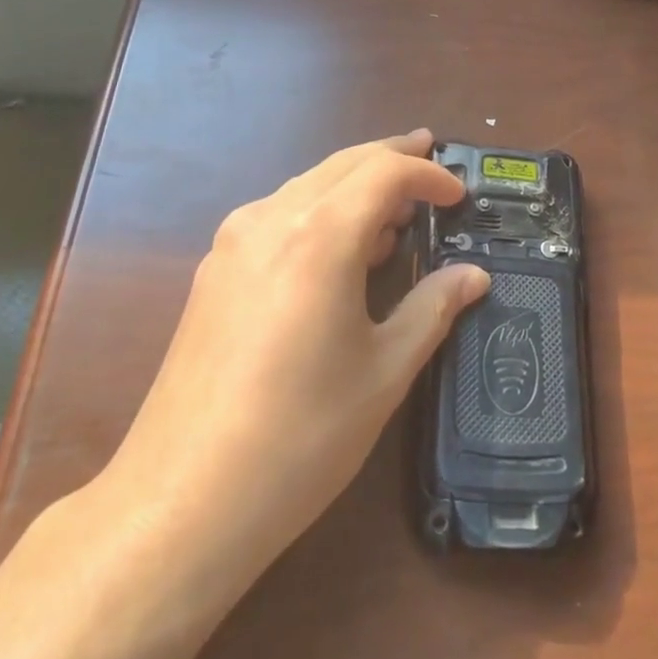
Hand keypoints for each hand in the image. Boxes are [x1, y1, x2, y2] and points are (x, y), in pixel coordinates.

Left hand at [95, 130, 486, 601]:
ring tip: (392, 214)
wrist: (183, 500)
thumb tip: (474, 276)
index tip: (458, 194)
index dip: (427, 174)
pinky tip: (336, 251)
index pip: (384, 172)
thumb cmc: (301, 435)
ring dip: (354, 187)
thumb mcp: (384, 372)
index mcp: (320, 233)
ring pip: (307, 186)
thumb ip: (432, 308)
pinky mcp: (213, 270)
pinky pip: (278, 216)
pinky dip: (319, 213)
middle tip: (430, 159)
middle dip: (391, 159)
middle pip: (342, 164)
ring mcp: (233, 241)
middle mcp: (271, 218)